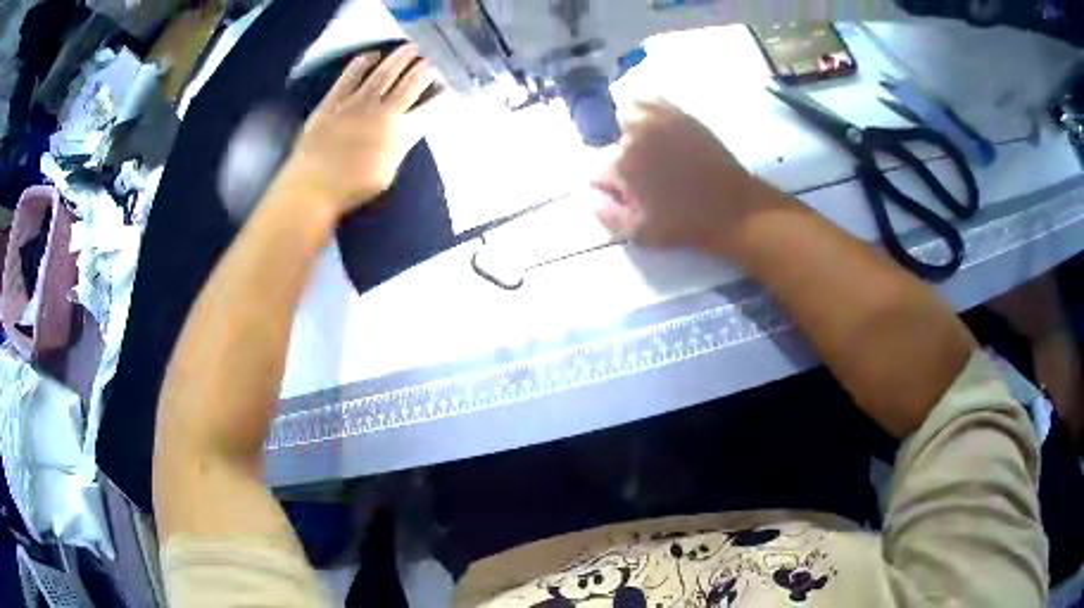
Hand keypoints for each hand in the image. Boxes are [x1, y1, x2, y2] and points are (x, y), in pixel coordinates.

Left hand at [277, 44, 435, 215]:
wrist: (312, 187)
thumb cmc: (351, 188)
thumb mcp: (386, 173)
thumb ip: (399, 146)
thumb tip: (408, 128)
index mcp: (399, 134)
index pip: (429, 108)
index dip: (442, 95)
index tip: (450, 85)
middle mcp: (382, 112)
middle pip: (411, 83)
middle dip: (427, 67)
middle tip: (436, 56)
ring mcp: (356, 102)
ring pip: (385, 72)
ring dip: (401, 57)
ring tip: (413, 47)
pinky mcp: (334, 99)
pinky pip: (351, 74)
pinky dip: (364, 62)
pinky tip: (372, 55)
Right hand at [593, 100, 770, 254]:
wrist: (731, 208)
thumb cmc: (684, 225)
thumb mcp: (638, 233)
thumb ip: (605, 213)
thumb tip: (588, 195)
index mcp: (619, 165)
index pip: (592, 168)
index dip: (603, 183)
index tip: (617, 192)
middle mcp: (632, 135)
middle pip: (606, 139)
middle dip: (615, 155)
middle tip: (635, 172)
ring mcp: (656, 119)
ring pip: (624, 114)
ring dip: (625, 128)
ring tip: (642, 146)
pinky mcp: (678, 113)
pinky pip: (649, 100)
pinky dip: (644, 109)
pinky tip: (653, 125)